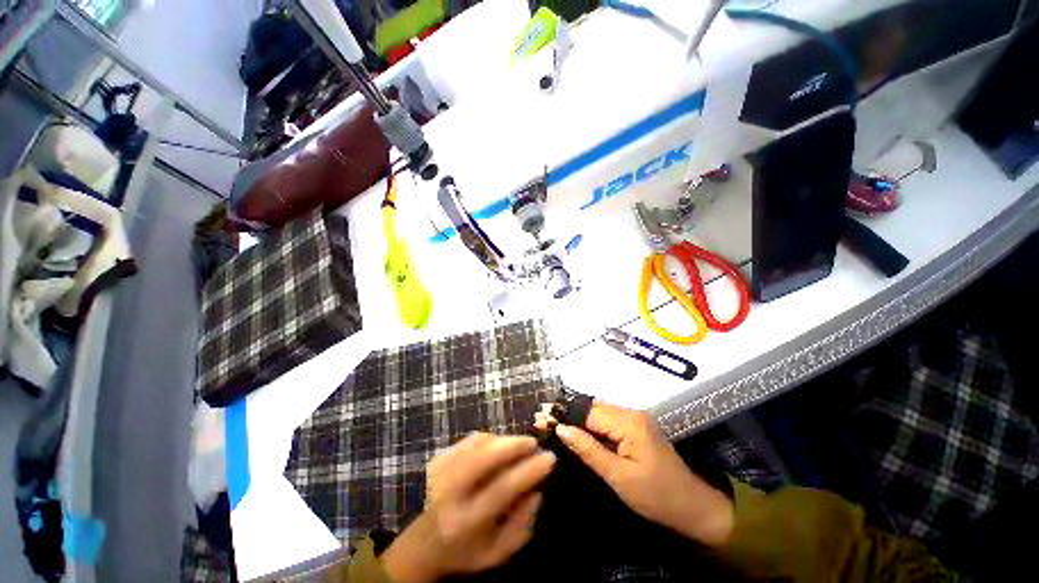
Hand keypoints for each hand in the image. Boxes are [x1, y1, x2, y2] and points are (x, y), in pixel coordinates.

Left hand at [381, 433, 555, 581]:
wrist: (422, 545)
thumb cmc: (465, 551)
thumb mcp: (497, 552)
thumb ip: (522, 525)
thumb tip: (538, 490)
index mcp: (467, 522)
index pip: (504, 487)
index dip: (530, 470)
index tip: (550, 458)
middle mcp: (451, 493)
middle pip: (485, 457)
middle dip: (514, 445)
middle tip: (533, 443)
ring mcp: (441, 472)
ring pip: (478, 444)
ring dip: (503, 440)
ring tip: (518, 445)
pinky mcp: (437, 459)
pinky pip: (468, 440)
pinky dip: (488, 438)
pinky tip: (497, 445)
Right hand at [544, 402, 733, 546]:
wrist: (693, 507)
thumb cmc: (657, 496)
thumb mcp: (619, 476)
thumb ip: (589, 450)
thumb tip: (561, 429)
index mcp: (629, 421)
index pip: (588, 412)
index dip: (564, 417)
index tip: (540, 421)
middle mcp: (631, 412)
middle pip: (591, 409)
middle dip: (567, 416)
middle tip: (542, 423)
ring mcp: (634, 419)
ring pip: (597, 414)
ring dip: (576, 421)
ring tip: (553, 427)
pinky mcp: (634, 428)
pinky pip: (606, 422)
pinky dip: (589, 427)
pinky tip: (575, 434)